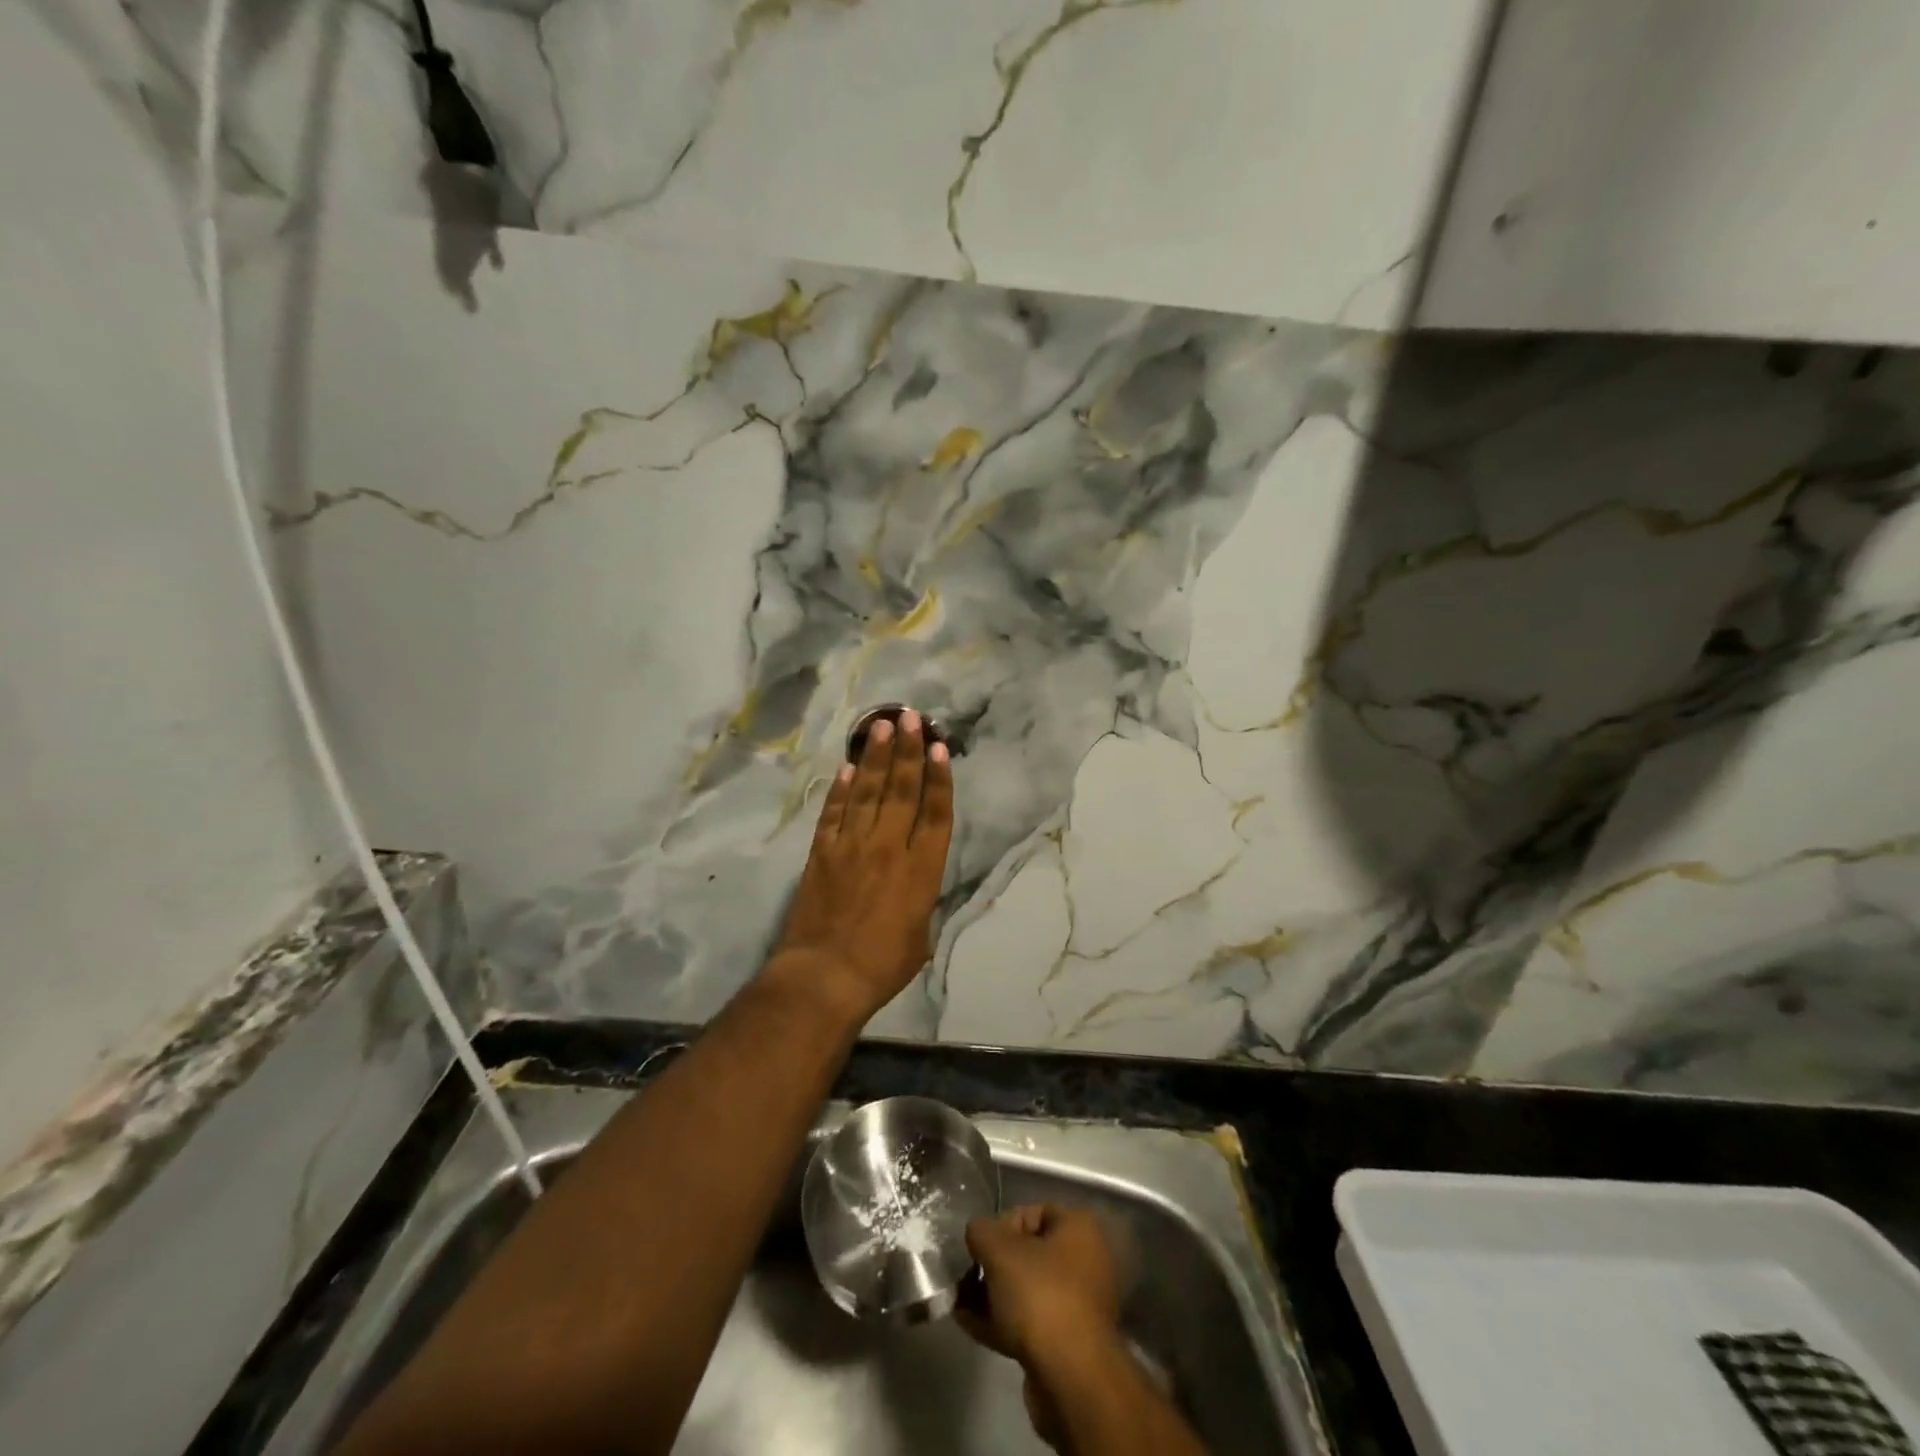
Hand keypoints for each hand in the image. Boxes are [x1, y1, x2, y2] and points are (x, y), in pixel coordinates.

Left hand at [771, 709, 953, 1023]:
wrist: (825, 976)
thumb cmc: (882, 965)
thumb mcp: (921, 935)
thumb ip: (921, 898)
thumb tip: (917, 880)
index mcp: (921, 869)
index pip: (935, 813)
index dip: (939, 778)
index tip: (939, 748)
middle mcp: (889, 846)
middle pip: (901, 789)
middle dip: (908, 750)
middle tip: (910, 717)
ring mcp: (851, 845)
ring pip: (867, 791)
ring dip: (875, 757)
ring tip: (883, 725)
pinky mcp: (821, 852)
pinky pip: (834, 812)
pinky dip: (841, 788)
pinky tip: (847, 767)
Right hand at [958, 1204, 1122, 1367]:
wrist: (1070, 1378)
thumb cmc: (1039, 1295)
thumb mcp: (999, 1250)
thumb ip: (981, 1231)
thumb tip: (977, 1232)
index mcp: (1080, 1229)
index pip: (1033, 1212)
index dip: (1001, 1224)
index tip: (980, 1245)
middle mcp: (1086, 1262)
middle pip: (1029, 1254)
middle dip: (993, 1265)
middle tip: (966, 1275)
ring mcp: (1079, 1306)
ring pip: (1027, 1290)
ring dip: (992, 1295)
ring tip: (959, 1302)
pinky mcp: (1067, 1343)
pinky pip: (1029, 1321)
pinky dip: (1001, 1320)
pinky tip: (968, 1324)